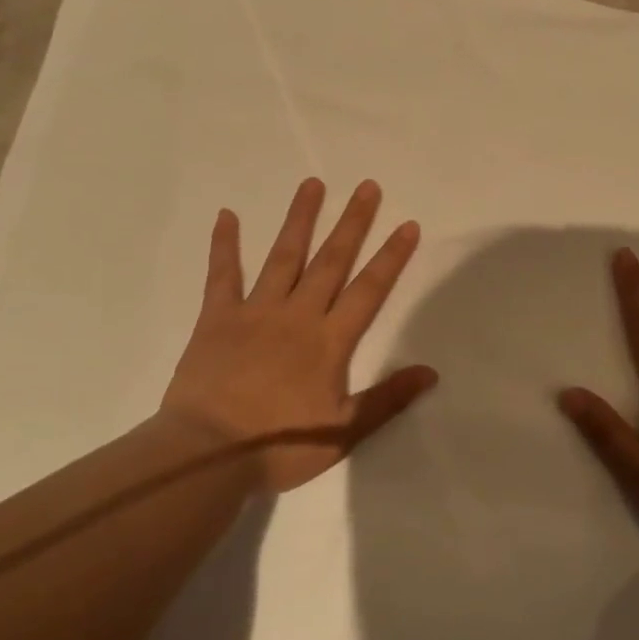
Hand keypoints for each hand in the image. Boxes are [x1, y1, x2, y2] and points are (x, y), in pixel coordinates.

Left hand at [161, 178, 437, 492]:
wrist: (208, 455)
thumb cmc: (280, 447)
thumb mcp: (343, 432)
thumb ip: (387, 399)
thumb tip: (430, 372)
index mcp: (329, 341)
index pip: (368, 290)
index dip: (390, 257)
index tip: (407, 225)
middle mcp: (296, 315)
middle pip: (330, 261)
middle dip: (352, 223)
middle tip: (366, 187)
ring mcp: (255, 312)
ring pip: (283, 257)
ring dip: (299, 220)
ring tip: (313, 184)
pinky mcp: (217, 318)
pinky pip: (222, 275)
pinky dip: (224, 244)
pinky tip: (226, 215)